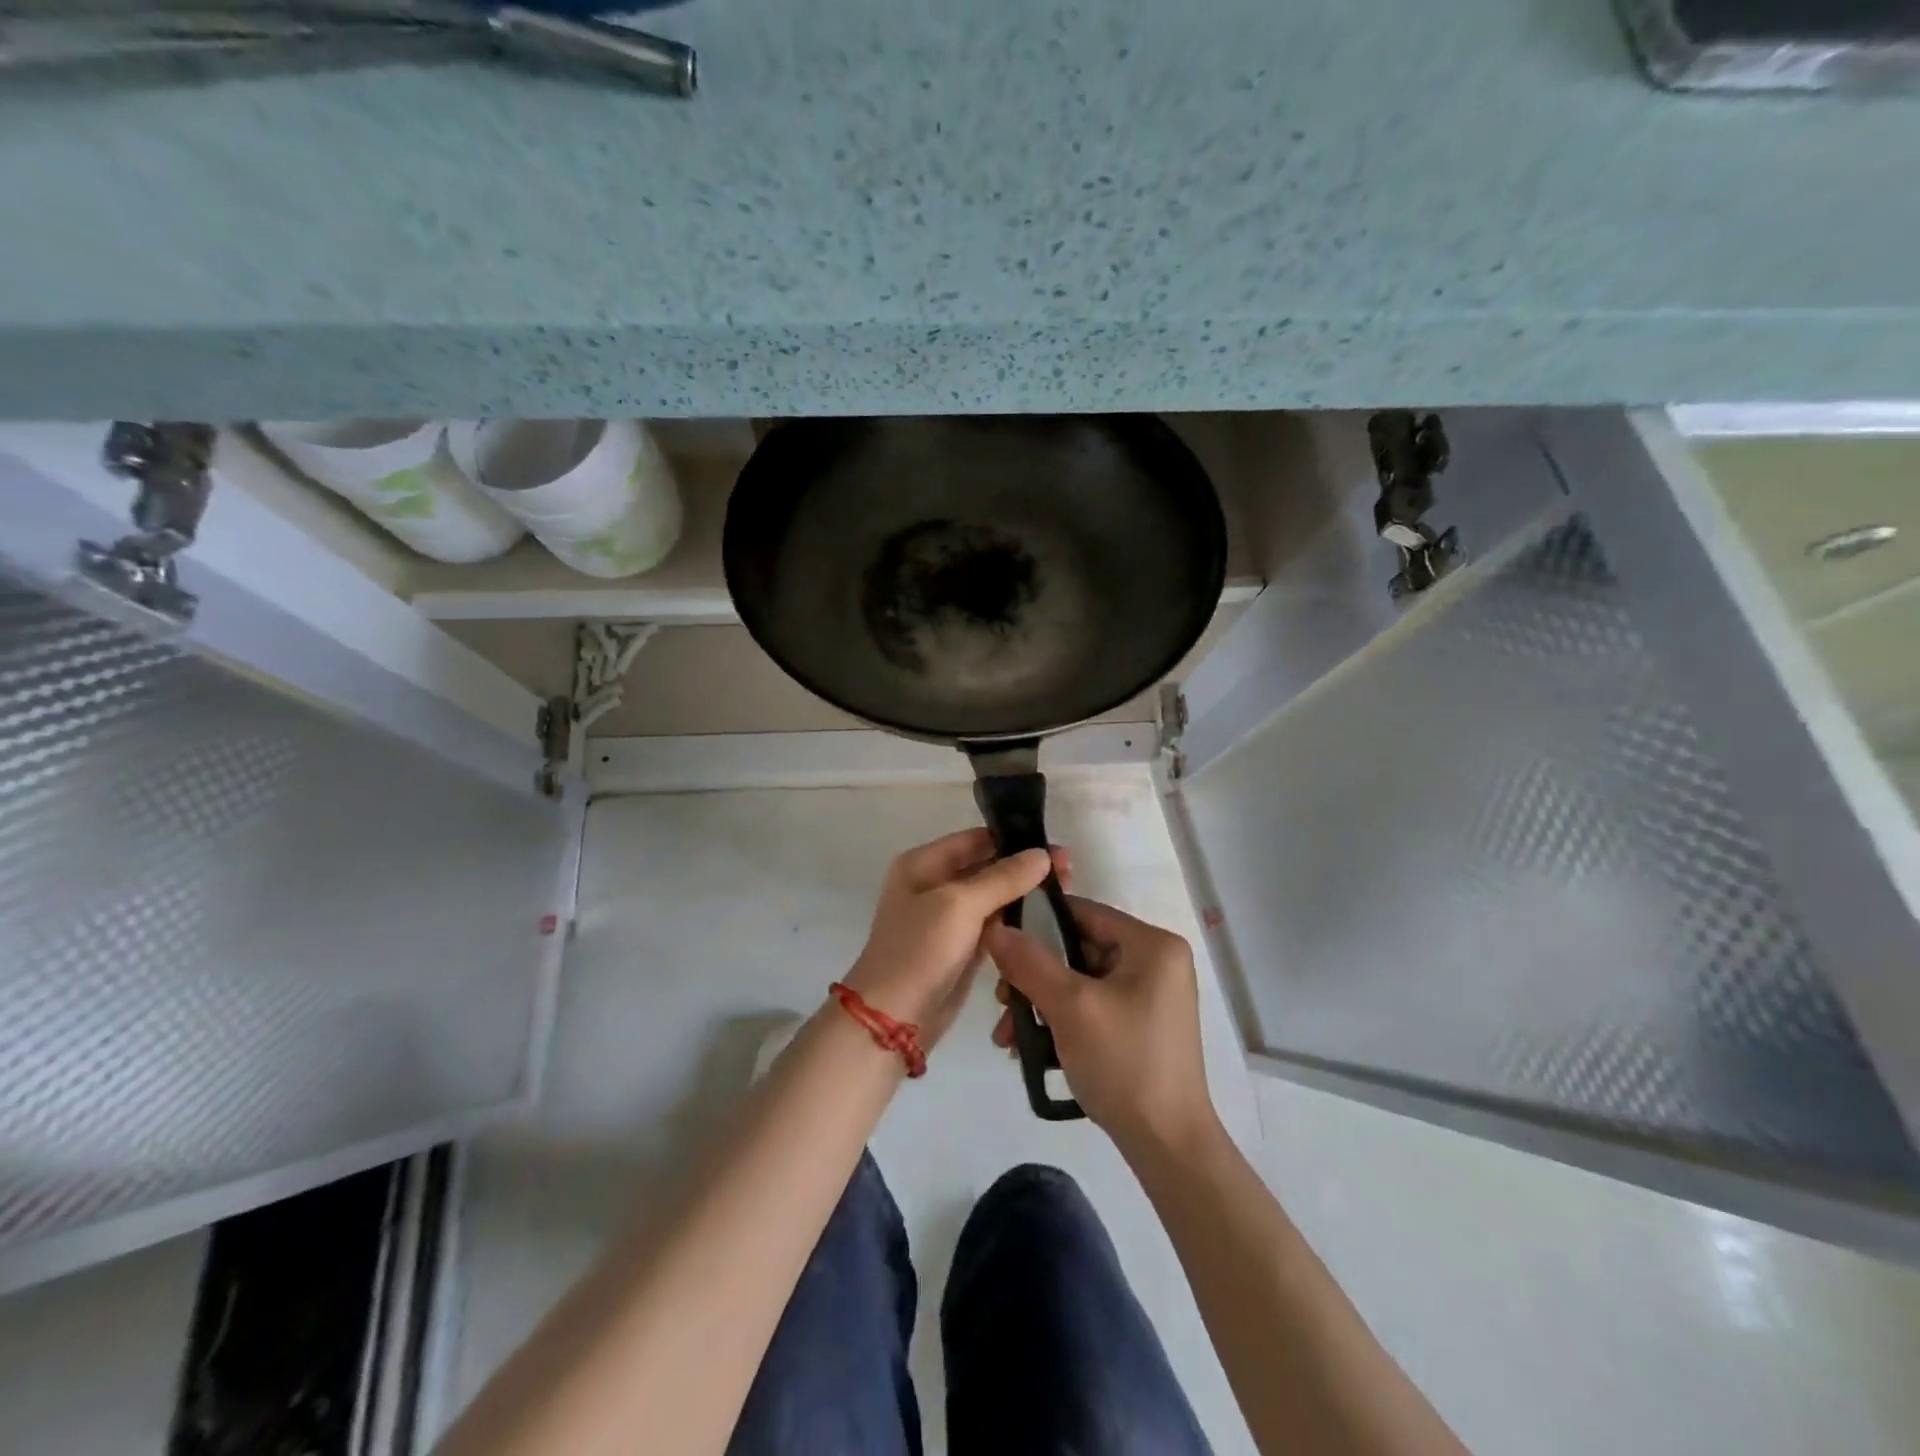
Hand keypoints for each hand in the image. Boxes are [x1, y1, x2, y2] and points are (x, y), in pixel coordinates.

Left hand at [843, 829, 1067, 1051]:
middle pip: (986, 866)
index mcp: (923, 864)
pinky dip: (1015, 919)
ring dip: (1023, 893)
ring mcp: (947, 918)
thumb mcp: (960, 905)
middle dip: (1024, 867)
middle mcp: (933, 884)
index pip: (975, 840)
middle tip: (1069, 871)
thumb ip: (1003, 878)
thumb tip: (1042, 855)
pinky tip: (1045, 918)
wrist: (894, 1019)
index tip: (1055, 848)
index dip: (1014, 840)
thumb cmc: (920, 951)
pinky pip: (992, 924)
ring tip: (1066, 891)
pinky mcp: (960, 947)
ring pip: (992, 896)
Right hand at [984, 898, 1216, 1152]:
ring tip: (1008, 1036)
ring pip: (1080, 982)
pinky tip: (1030, 1047)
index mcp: (1152, 945)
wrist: (1167, 1147)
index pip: (1084, 913)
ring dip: (1041, 1004)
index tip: (999, 945)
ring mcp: (1150, 996)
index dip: (1037, 923)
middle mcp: (1156, 962)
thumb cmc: (1124, 1063)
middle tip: (1001, 1003)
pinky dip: (1061, 1021)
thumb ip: (1029, 962)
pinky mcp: (1140, 1026)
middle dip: (1034, 977)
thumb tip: (994, 928)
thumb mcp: (1070, 1006)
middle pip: (1078, 950)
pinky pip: (1091, 1007)